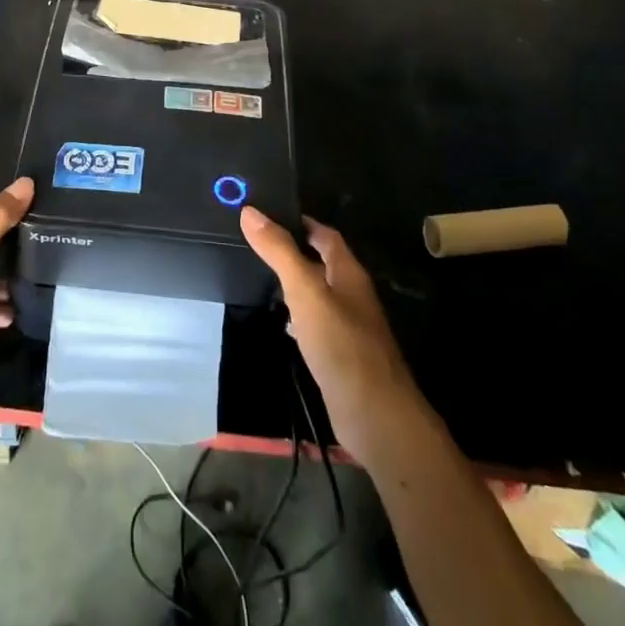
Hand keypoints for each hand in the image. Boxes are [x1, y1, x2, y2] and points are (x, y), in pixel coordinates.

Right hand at [240, 207, 430, 472]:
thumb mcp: (305, 291)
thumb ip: (279, 252)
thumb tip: (250, 211)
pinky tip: (282, 324)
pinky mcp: (340, 354)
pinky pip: (316, 324)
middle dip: (293, 252)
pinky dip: (298, 317)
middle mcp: (350, 295)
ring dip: (295, 284)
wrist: (374, 414)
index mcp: (347, 273)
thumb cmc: (341, 344)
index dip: (300, 222)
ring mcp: (348, 326)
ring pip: (318, 294)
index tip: (268, 215)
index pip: (325, 235)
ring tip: (260, 276)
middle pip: (321, 263)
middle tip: (257, 244)